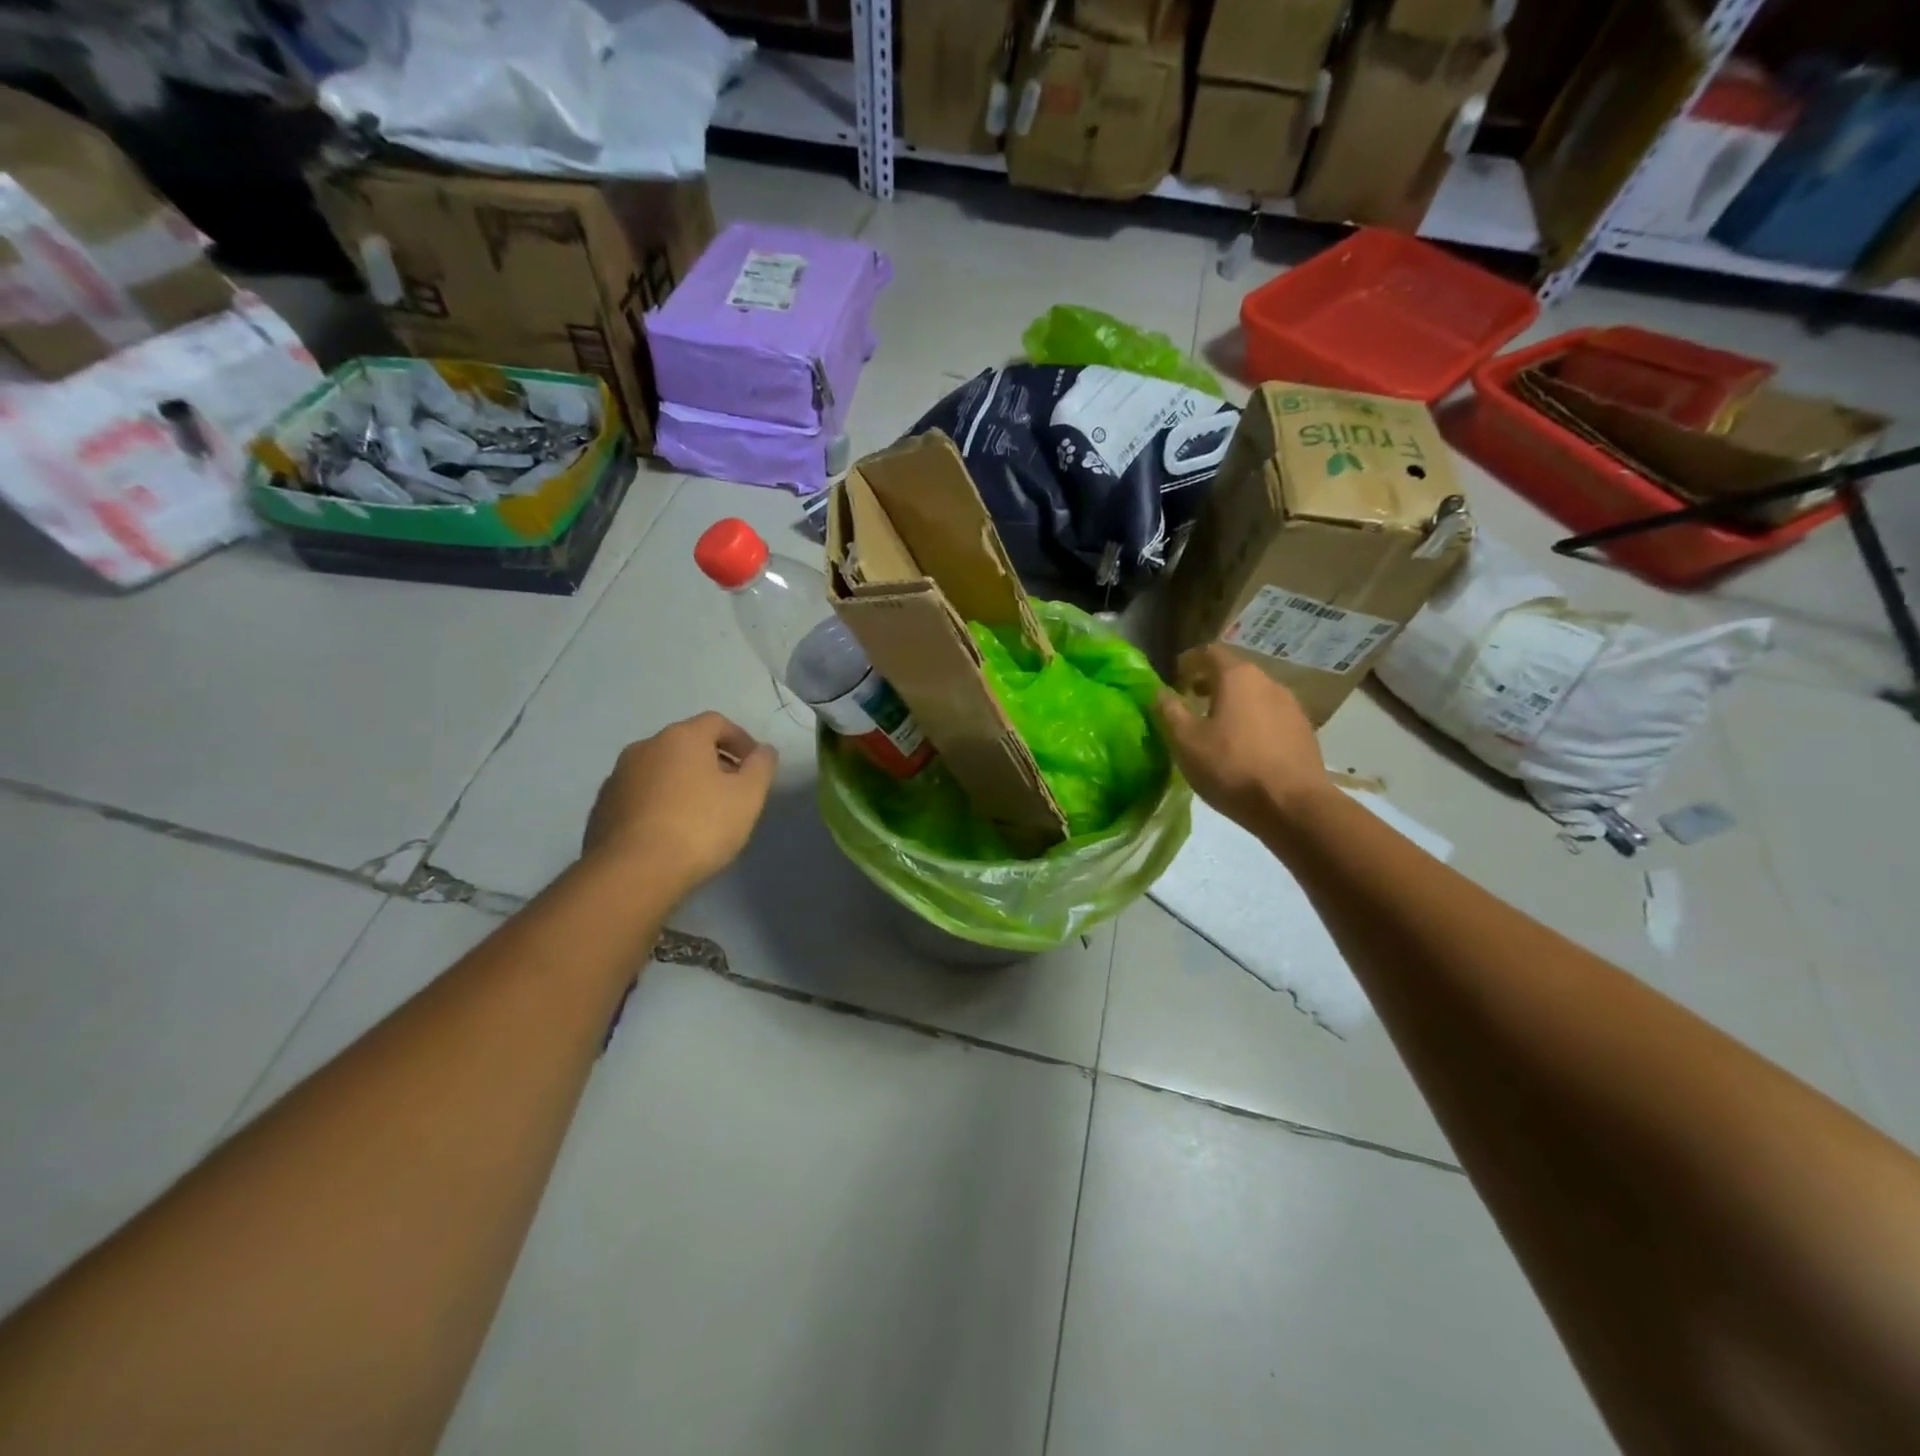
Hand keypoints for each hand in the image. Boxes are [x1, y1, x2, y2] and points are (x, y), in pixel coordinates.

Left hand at [583, 712, 777, 896]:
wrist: (633, 872)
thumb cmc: (700, 826)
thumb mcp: (748, 796)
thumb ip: (761, 767)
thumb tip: (764, 750)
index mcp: (681, 737)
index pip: (716, 722)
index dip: (741, 739)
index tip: (754, 765)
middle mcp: (645, 747)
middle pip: (686, 744)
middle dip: (712, 761)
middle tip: (731, 790)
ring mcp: (618, 777)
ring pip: (660, 769)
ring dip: (683, 782)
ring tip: (700, 814)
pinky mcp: (602, 808)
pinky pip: (640, 794)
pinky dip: (659, 802)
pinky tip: (670, 831)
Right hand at [1153, 644, 1330, 832]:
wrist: (1293, 807)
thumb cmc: (1232, 768)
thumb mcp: (1185, 741)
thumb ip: (1168, 711)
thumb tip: (1158, 691)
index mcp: (1237, 676)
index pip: (1209, 652)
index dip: (1188, 662)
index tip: (1175, 678)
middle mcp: (1268, 681)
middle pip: (1234, 672)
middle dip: (1210, 682)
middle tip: (1190, 702)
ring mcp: (1291, 706)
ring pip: (1254, 694)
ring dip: (1232, 703)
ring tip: (1215, 728)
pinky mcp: (1303, 731)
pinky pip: (1270, 716)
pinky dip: (1251, 721)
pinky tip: (1243, 748)